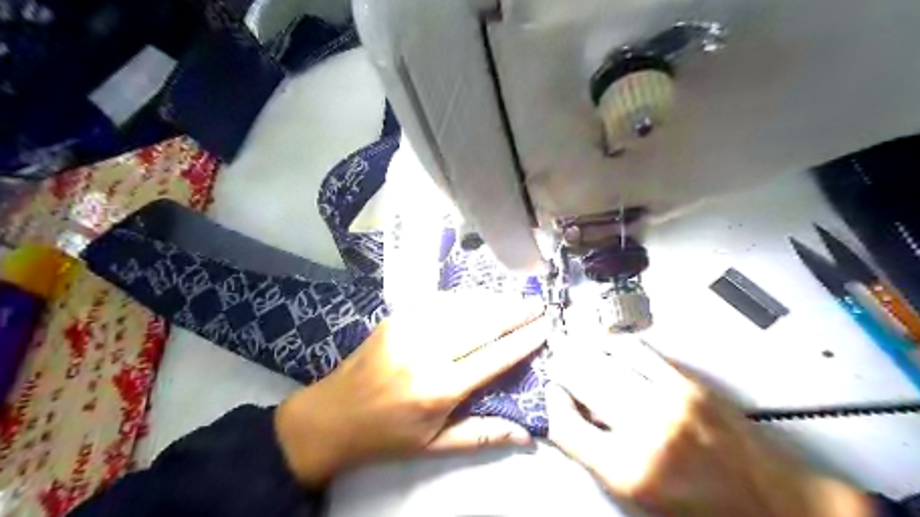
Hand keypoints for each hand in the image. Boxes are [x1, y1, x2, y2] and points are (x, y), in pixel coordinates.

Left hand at [272, 294, 544, 485]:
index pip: (493, 357)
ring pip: (460, 306)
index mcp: (439, 388)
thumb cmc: (387, 436)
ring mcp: (408, 329)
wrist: (332, 416)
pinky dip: (461, 298)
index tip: (545, 327)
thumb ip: (482, 435)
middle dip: (513, 312)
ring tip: (513, 299)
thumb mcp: (435, 445)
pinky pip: (436, 300)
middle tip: (536, 304)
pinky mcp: (395, 318)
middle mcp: (426, 352)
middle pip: (480, 323)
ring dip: (490, 301)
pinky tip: (476, 298)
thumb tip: (526, 434)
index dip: (523, 340)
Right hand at [548, 338, 871, 516]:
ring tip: (573, 348)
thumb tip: (568, 419)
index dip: (549, 405)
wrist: (774, 505)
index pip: (563, 424)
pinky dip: (614, 344)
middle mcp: (644, 431)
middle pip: (581, 381)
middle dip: (561, 369)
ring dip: (582, 351)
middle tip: (555, 365)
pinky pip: (637, 350)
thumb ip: (595, 457)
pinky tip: (605, 344)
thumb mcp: (636, 499)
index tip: (548, 396)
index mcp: (626, 470)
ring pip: (604, 359)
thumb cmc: (702, 511)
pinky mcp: (689, 384)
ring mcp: (668, 401)